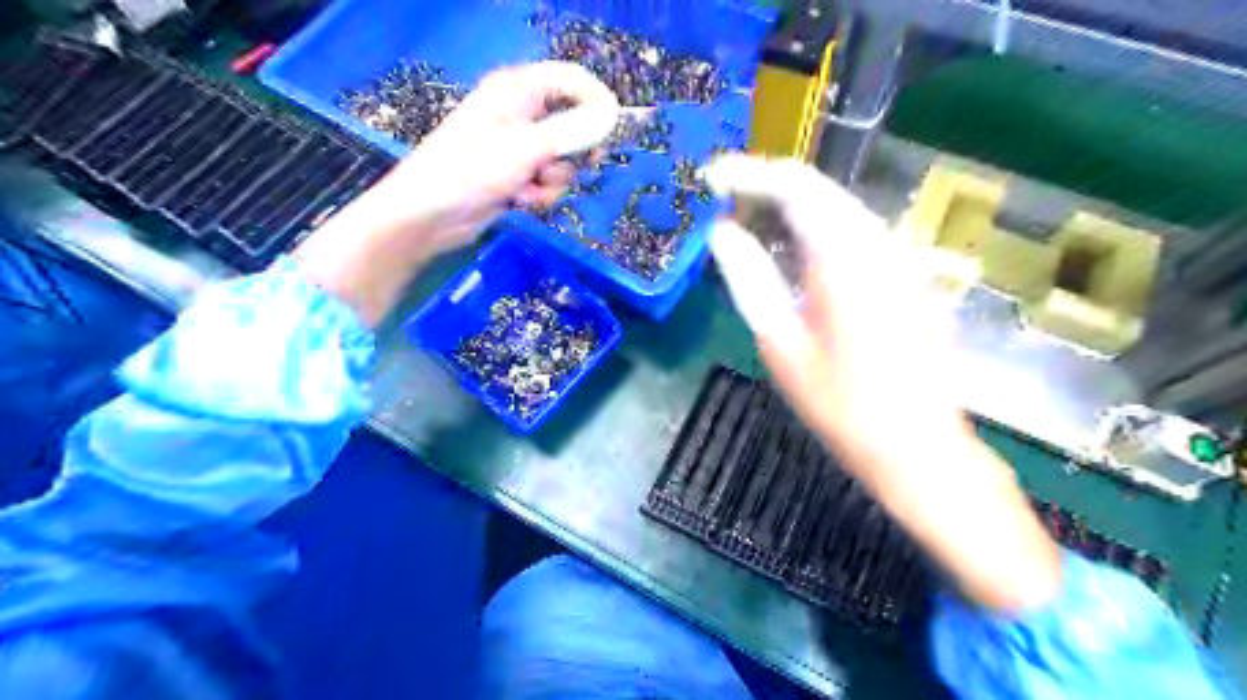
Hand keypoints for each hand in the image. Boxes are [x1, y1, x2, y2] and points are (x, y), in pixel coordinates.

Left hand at [299, 64, 618, 325]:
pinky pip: (547, 183)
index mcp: (517, 90)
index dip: (596, 100)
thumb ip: (572, 132)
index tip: (614, 128)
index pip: (570, 79)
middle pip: (572, 123)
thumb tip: (611, 115)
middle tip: (584, 163)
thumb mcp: (526, 148)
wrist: (430, 215)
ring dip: (553, 180)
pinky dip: (539, 195)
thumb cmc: (471, 170)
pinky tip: (519, 201)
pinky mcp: (516, 177)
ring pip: (562, 160)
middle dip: (574, 151)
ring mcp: (518, 148)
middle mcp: (520, 113)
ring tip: (529, 188)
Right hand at [700, 156, 961, 456]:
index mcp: (843, 256)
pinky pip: (855, 228)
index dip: (747, 173)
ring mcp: (899, 255)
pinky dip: (817, 224)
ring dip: (791, 203)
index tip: (709, 178)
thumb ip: (749, 278)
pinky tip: (794, 247)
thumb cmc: (841, 404)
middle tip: (723, 198)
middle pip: (818, 187)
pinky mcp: (907, 273)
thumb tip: (721, 232)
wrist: (917, 445)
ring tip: (749, 218)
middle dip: (766, 183)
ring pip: (838, 204)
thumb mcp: (781, 344)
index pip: (793, 185)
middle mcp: (878, 241)